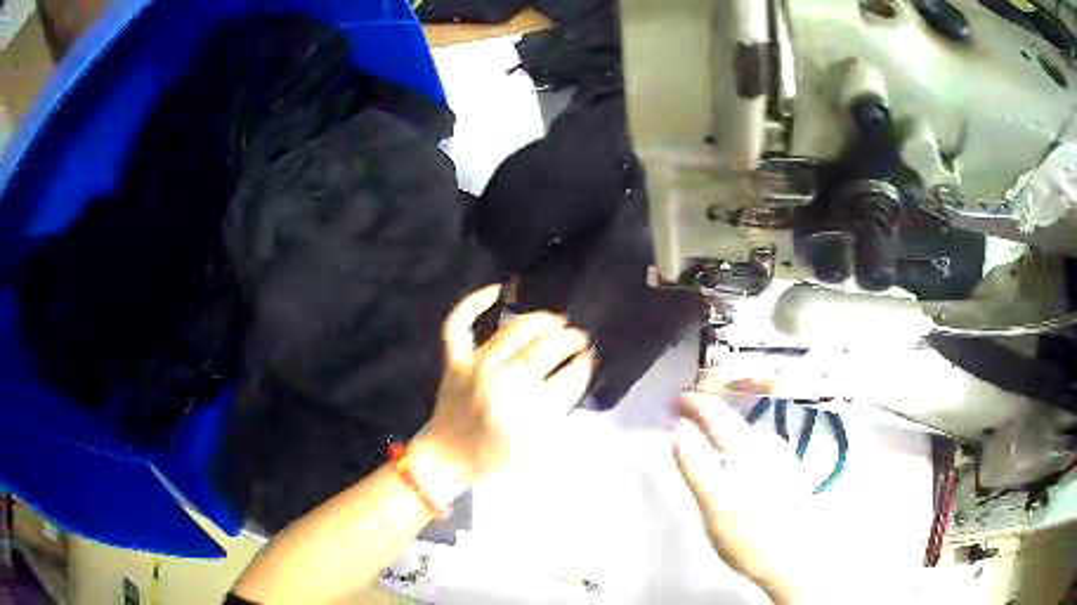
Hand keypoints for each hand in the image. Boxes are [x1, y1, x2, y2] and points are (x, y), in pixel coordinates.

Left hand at [418, 285, 594, 487]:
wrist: (447, 459)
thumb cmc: (494, 460)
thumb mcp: (537, 451)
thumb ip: (559, 414)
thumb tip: (576, 374)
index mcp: (526, 411)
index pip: (568, 377)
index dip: (584, 364)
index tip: (590, 357)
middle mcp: (502, 382)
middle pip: (546, 349)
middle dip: (570, 340)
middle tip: (579, 339)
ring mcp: (475, 366)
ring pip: (515, 330)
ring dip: (542, 320)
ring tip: (557, 321)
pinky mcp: (455, 360)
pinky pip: (459, 323)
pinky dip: (474, 303)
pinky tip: (497, 290)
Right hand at [672, 392, 825, 603]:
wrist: (795, 559)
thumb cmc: (750, 537)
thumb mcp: (715, 507)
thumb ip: (696, 467)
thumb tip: (676, 432)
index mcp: (747, 448)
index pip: (716, 414)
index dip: (693, 404)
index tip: (673, 399)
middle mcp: (767, 444)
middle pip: (733, 418)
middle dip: (706, 411)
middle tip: (683, 411)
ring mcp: (781, 457)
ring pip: (746, 431)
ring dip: (723, 425)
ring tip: (705, 429)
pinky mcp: (787, 471)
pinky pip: (756, 444)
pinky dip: (737, 440)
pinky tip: (737, 454)